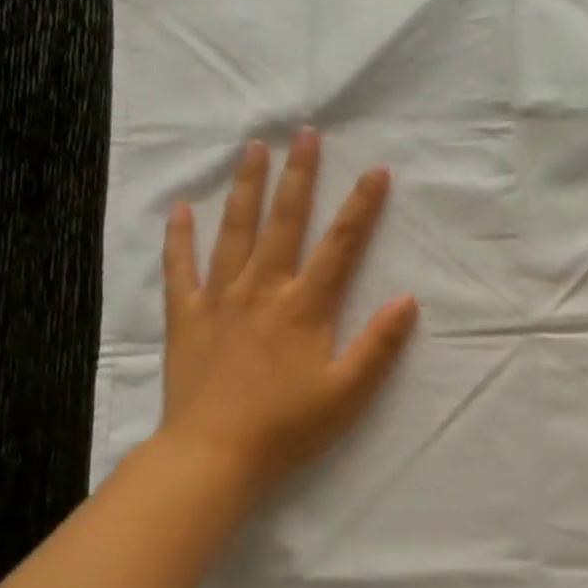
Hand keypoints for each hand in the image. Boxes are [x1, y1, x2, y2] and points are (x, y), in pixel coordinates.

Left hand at [156, 128, 418, 498]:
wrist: (214, 454)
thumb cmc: (287, 427)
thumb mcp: (347, 392)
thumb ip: (378, 345)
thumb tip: (407, 300)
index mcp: (305, 307)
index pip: (340, 245)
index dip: (360, 207)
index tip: (375, 170)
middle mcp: (262, 290)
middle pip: (284, 222)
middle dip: (298, 176)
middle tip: (304, 133)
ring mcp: (219, 300)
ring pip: (234, 231)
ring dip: (246, 187)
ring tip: (252, 147)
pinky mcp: (185, 318)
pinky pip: (180, 269)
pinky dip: (180, 237)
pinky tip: (181, 208)